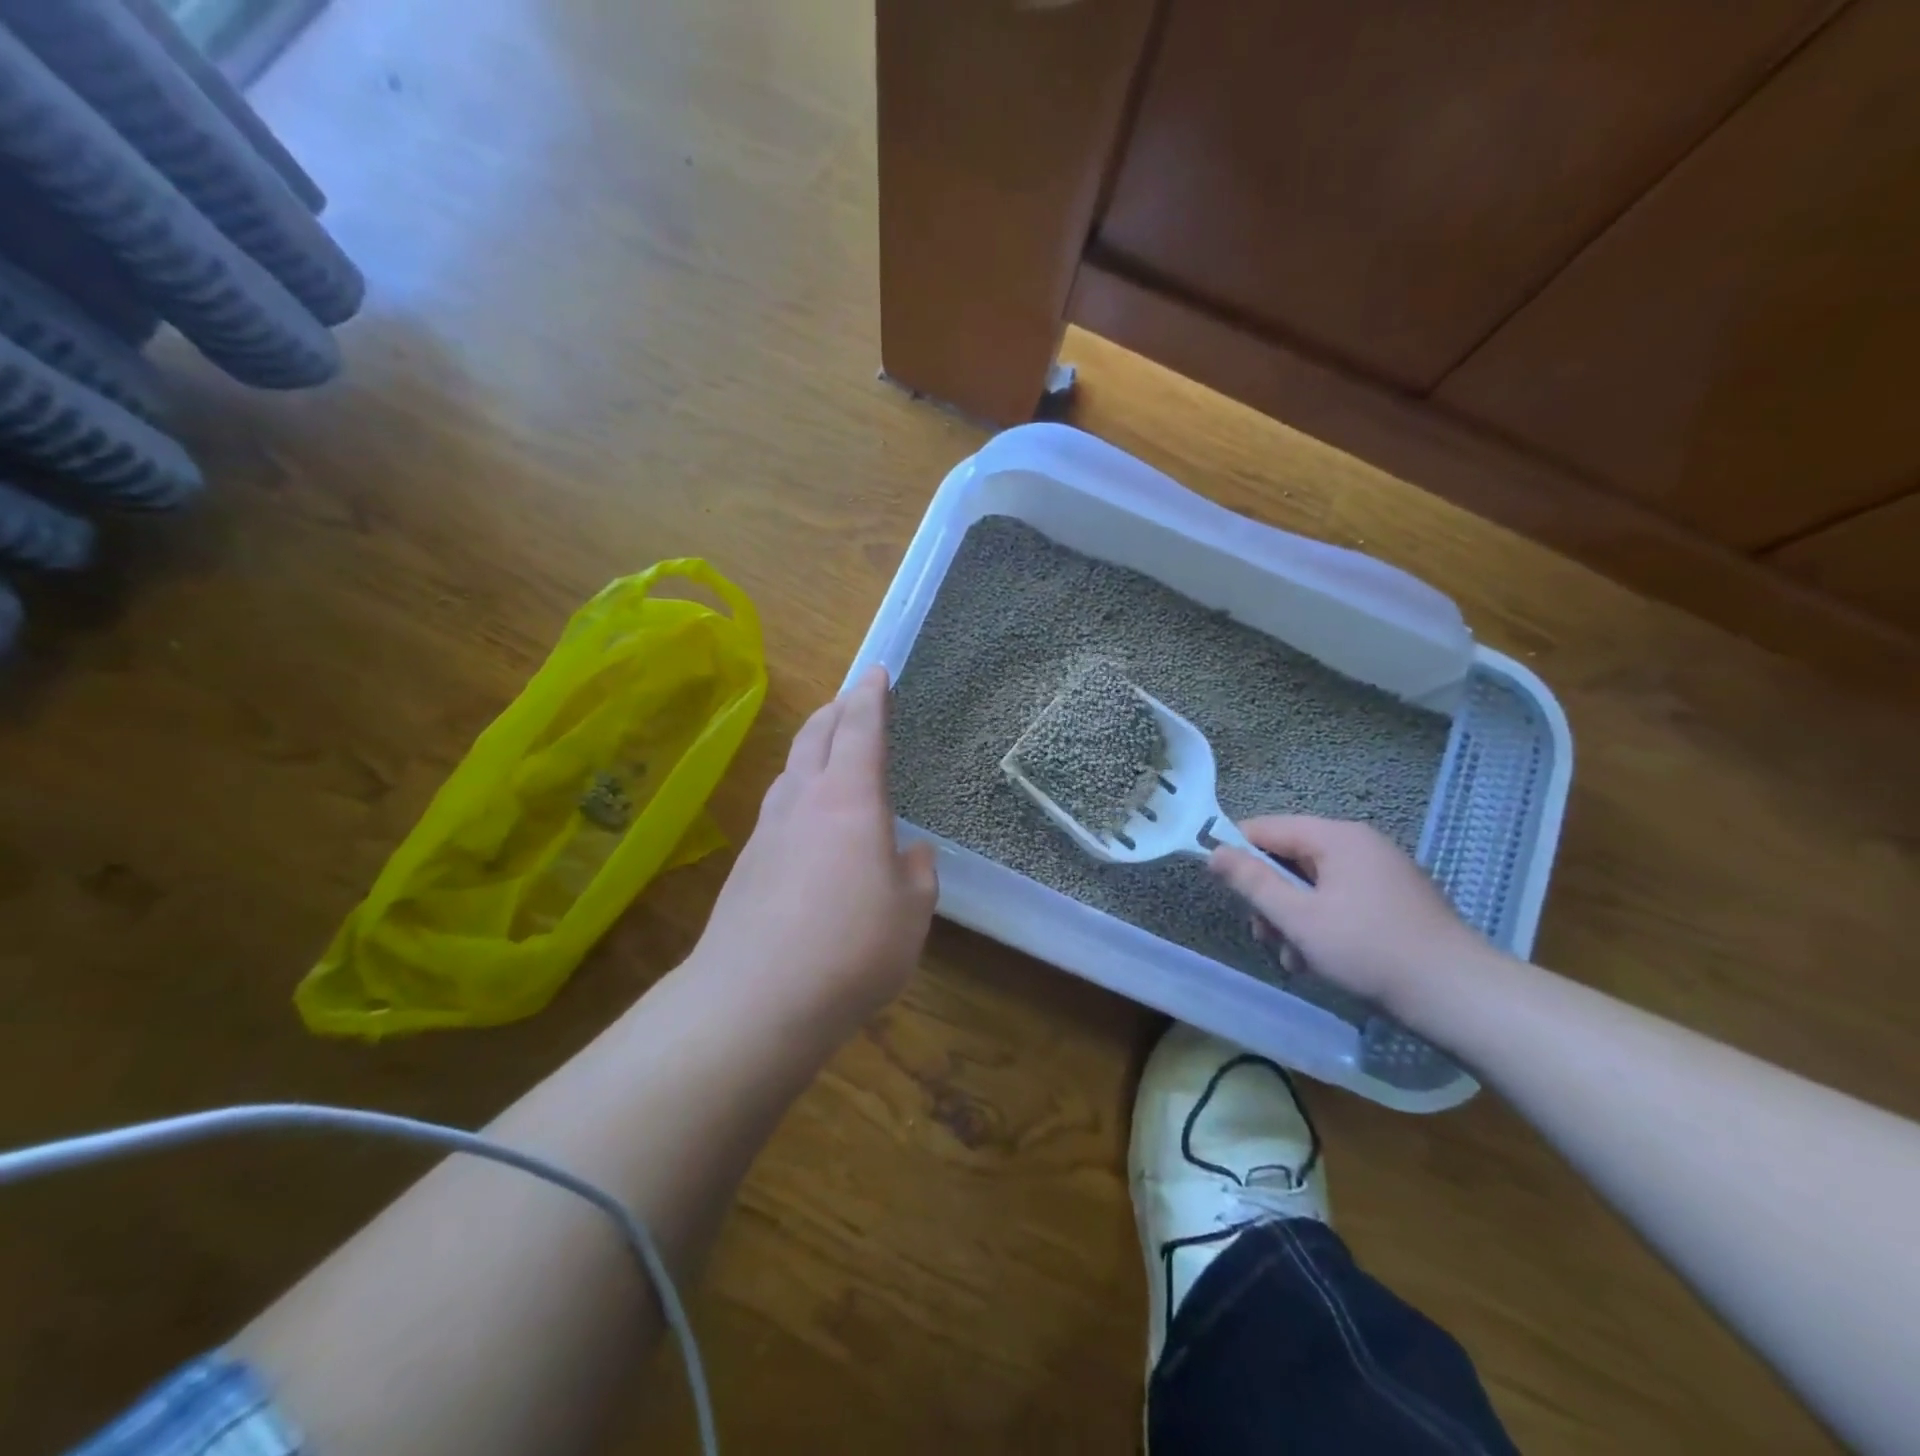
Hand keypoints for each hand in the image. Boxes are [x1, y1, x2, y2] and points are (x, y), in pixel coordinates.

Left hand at [685, 664, 937, 1034]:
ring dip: (811, 749)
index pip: (860, 728)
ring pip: (790, 770)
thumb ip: (917, 875)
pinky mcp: (747, 865)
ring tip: (827, 751)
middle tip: (852, 701)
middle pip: (814, 736)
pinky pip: (777, 808)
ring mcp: (767, 831)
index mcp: (849, 798)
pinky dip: (797, 793)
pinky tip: (807, 821)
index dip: (870, 696)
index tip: (875, 672)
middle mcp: (803, 801)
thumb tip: (913, 853)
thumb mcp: (911, 913)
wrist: (754, 999)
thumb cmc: (851, 947)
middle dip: (835, 711)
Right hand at [1209, 815, 1492, 1016]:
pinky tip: (1322, 961)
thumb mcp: (1298, 918)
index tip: (1223, 888)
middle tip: (1265, 936)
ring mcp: (1381, 873)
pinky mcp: (1394, 901)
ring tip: (1296, 959)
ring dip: (1294, 918)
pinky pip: (1340, 900)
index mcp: (1337, 837)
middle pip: (1290, 858)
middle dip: (1271, 898)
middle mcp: (1360, 845)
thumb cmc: (1369, 951)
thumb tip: (1213, 852)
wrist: (1460, 996)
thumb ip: (1252, 882)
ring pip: (1314, 885)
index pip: (1266, 828)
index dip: (1237, 853)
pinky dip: (1322, 924)